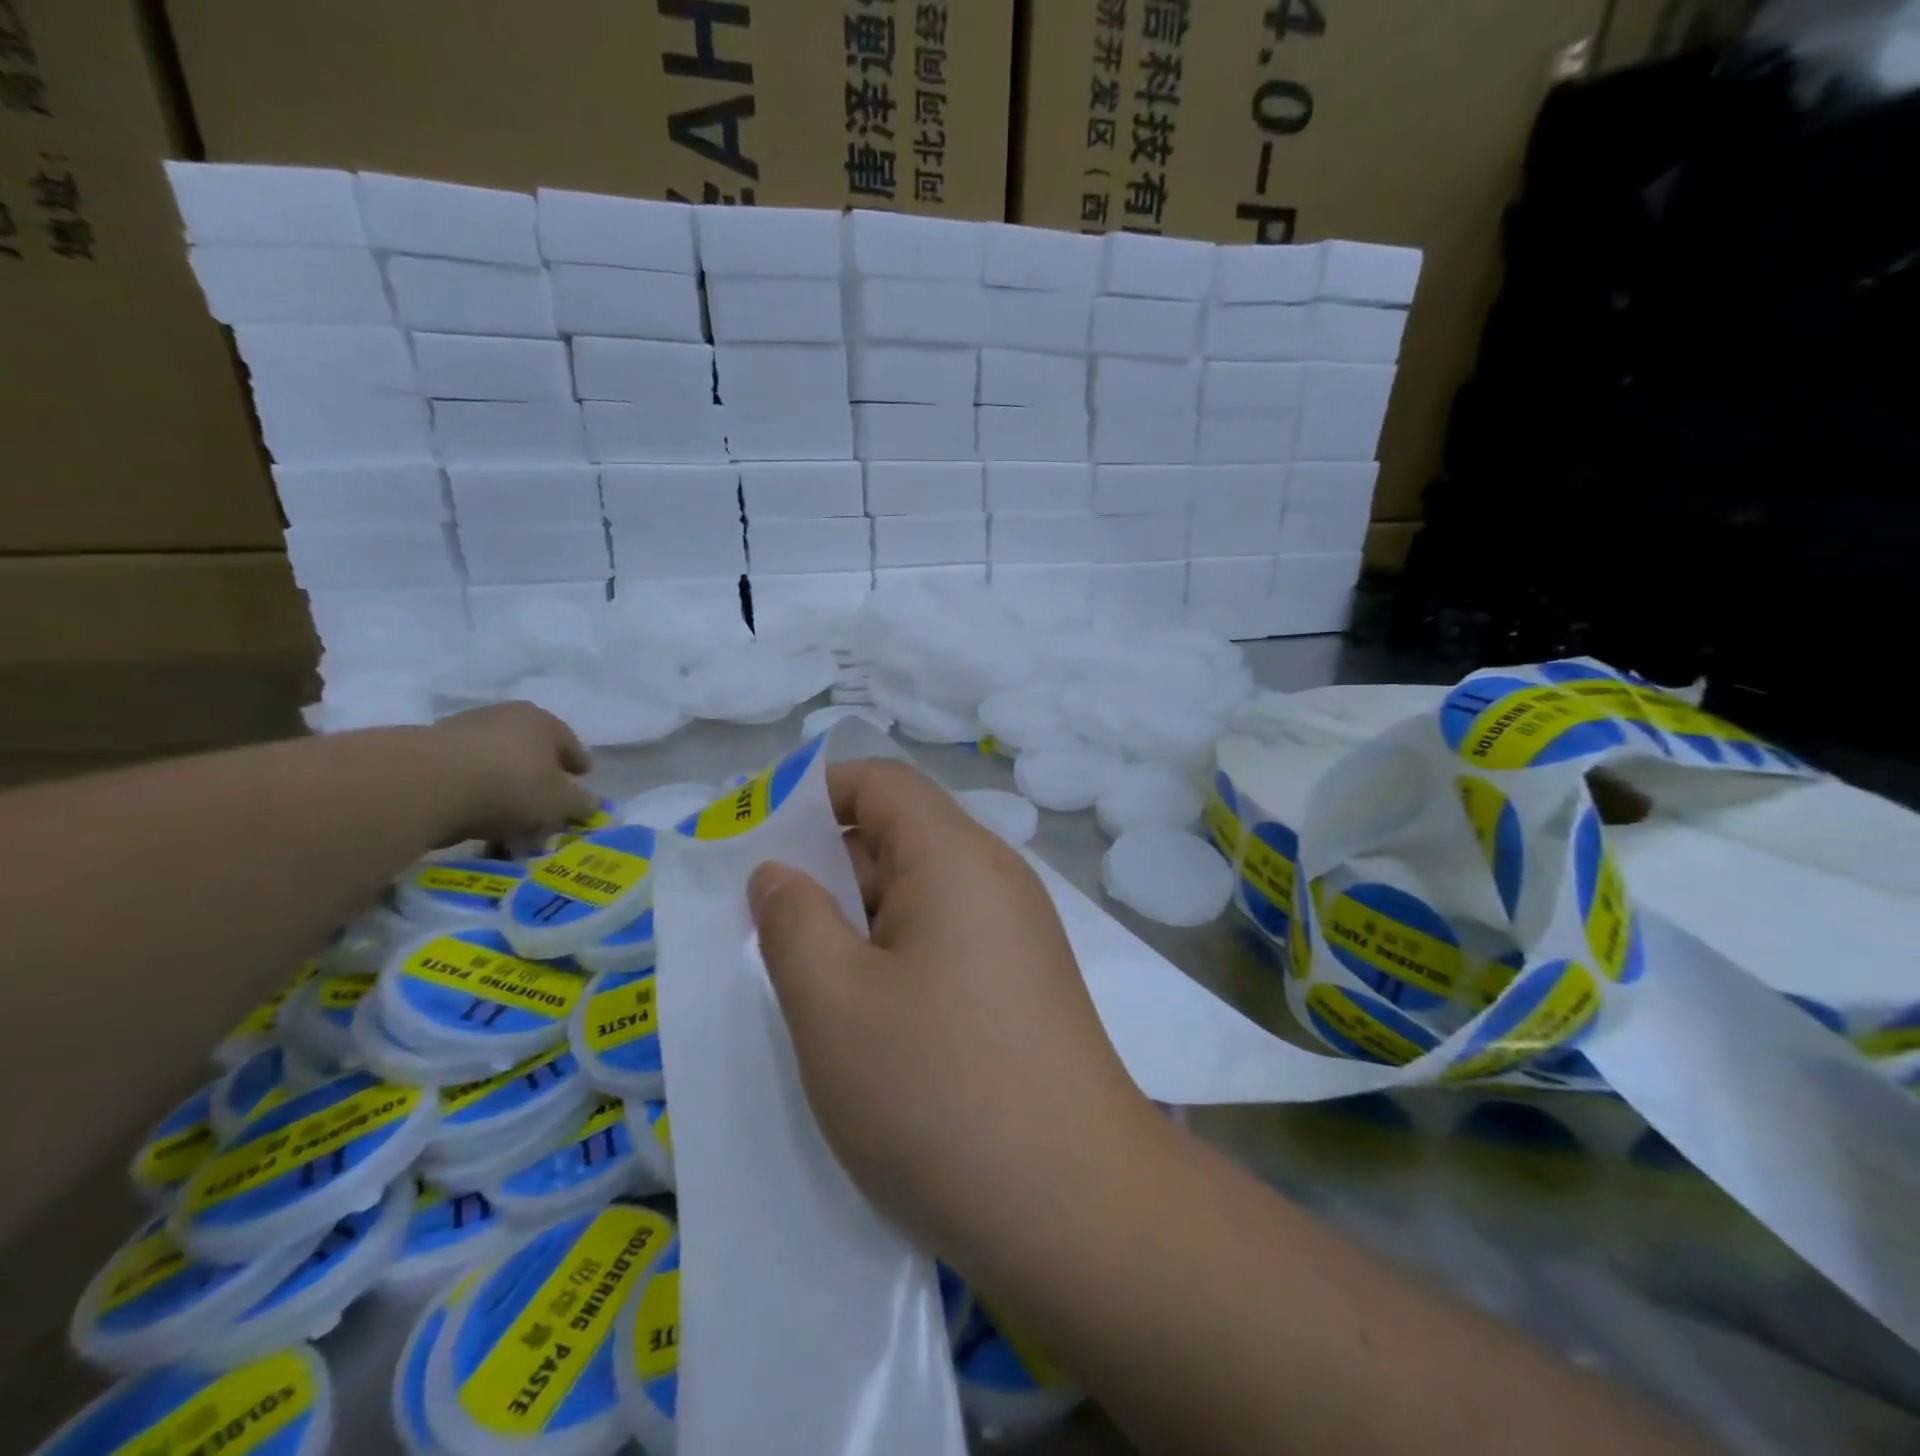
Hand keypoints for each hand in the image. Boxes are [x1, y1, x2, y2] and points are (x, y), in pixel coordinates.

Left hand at [422, 702, 597, 844]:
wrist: (424, 784)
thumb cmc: (511, 785)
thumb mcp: (559, 802)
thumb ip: (580, 804)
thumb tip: (593, 804)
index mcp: (542, 721)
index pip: (569, 743)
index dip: (578, 763)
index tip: (582, 778)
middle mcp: (504, 717)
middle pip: (530, 751)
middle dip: (539, 778)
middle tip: (546, 804)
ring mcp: (461, 731)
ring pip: (495, 764)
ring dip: (504, 788)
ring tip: (508, 820)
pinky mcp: (427, 752)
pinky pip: (464, 778)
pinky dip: (474, 795)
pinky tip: (476, 820)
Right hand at [748, 758, 1163, 1269]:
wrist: (1078, 1209)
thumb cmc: (938, 1091)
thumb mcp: (833, 1002)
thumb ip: (791, 920)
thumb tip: (778, 872)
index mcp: (956, 857)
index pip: (881, 782)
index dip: (816, 793)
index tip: (759, 841)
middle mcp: (997, 879)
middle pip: (900, 837)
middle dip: (829, 870)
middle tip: (768, 932)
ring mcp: (1018, 935)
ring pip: (920, 897)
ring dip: (859, 925)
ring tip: (809, 984)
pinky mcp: (1025, 986)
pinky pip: (947, 943)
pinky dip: (897, 959)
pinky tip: (868, 1022)